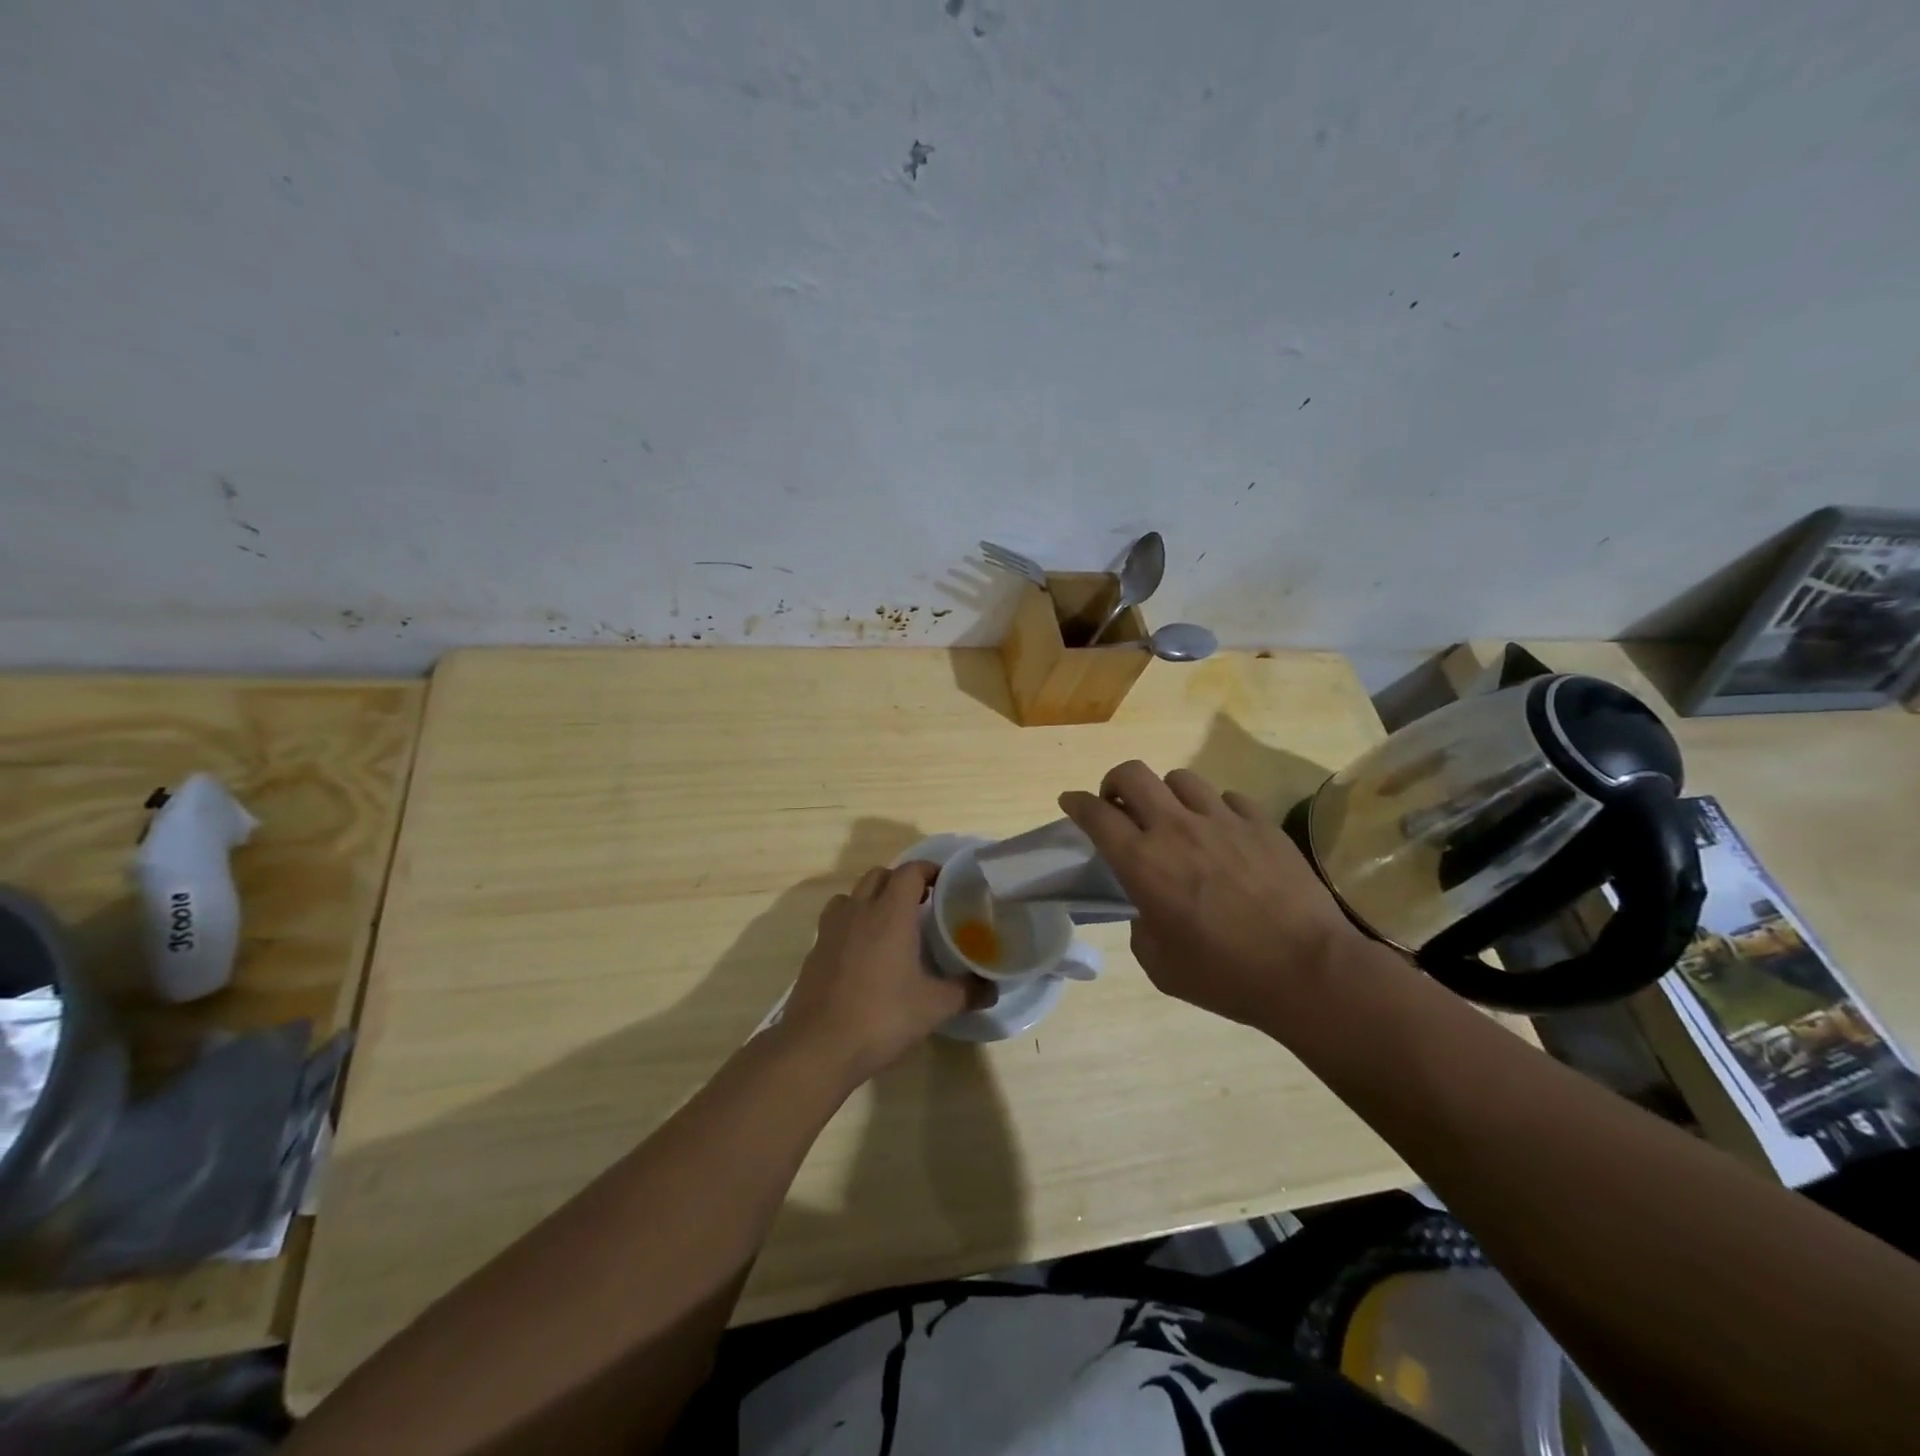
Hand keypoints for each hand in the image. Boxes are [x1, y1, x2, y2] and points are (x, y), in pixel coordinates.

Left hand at [781, 861, 990, 1083]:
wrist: (818, 1047)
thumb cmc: (882, 1017)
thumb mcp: (934, 1007)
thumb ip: (966, 992)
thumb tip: (992, 988)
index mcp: (890, 912)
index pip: (910, 871)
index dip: (929, 870)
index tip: (945, 884)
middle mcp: (859, 910)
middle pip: (879, 875)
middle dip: (900, 881)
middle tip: (922, 903)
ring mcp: (831, 929)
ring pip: (852, 895)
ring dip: (871, 898)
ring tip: (889, 924)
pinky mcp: (814, 950)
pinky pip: (836, 921)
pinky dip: (851, 923)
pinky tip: (863, 954)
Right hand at [1059, 761, 1370, 1032]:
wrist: (1308, 972)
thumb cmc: (1225, 975)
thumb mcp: (1159, 964)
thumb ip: (1141, 926)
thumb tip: (1149, 906)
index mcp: (1143, 863)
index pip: (1096, 814)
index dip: (1076, 803)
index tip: (1070, 802)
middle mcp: (1176, 829)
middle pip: (1132, 775)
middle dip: (1114, 783)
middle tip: (1118, 806)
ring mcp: (1222, 820)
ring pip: (1180, 779)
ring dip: (1166, 795)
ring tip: (1174, 819)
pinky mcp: (1261, 823)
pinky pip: (1227, 798)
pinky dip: (1215, 810)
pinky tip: (1223, 833)